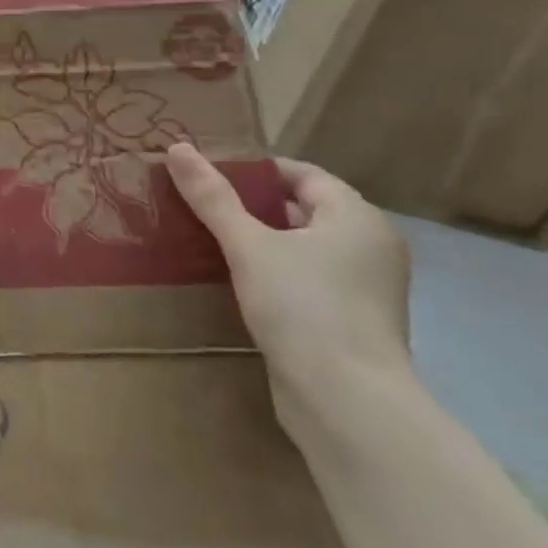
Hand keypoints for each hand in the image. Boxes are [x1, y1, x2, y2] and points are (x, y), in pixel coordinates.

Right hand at [165, 143, 412, 434]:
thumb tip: (177, 149)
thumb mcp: (247, 245)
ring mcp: (365, 287)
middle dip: (252, 204)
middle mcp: (370, 246)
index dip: (254, 169)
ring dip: (261, 240)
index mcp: (356, 218)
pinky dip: (274, 271)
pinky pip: (308, 278)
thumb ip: (212, 197)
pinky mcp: (351, 320)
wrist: (345, 399)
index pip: (303, 174)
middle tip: (199, 203)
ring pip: (304, 247)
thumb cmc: (302, 305)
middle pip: (304, 209)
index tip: (207, 173)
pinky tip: (235, 279)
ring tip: (207, 237)